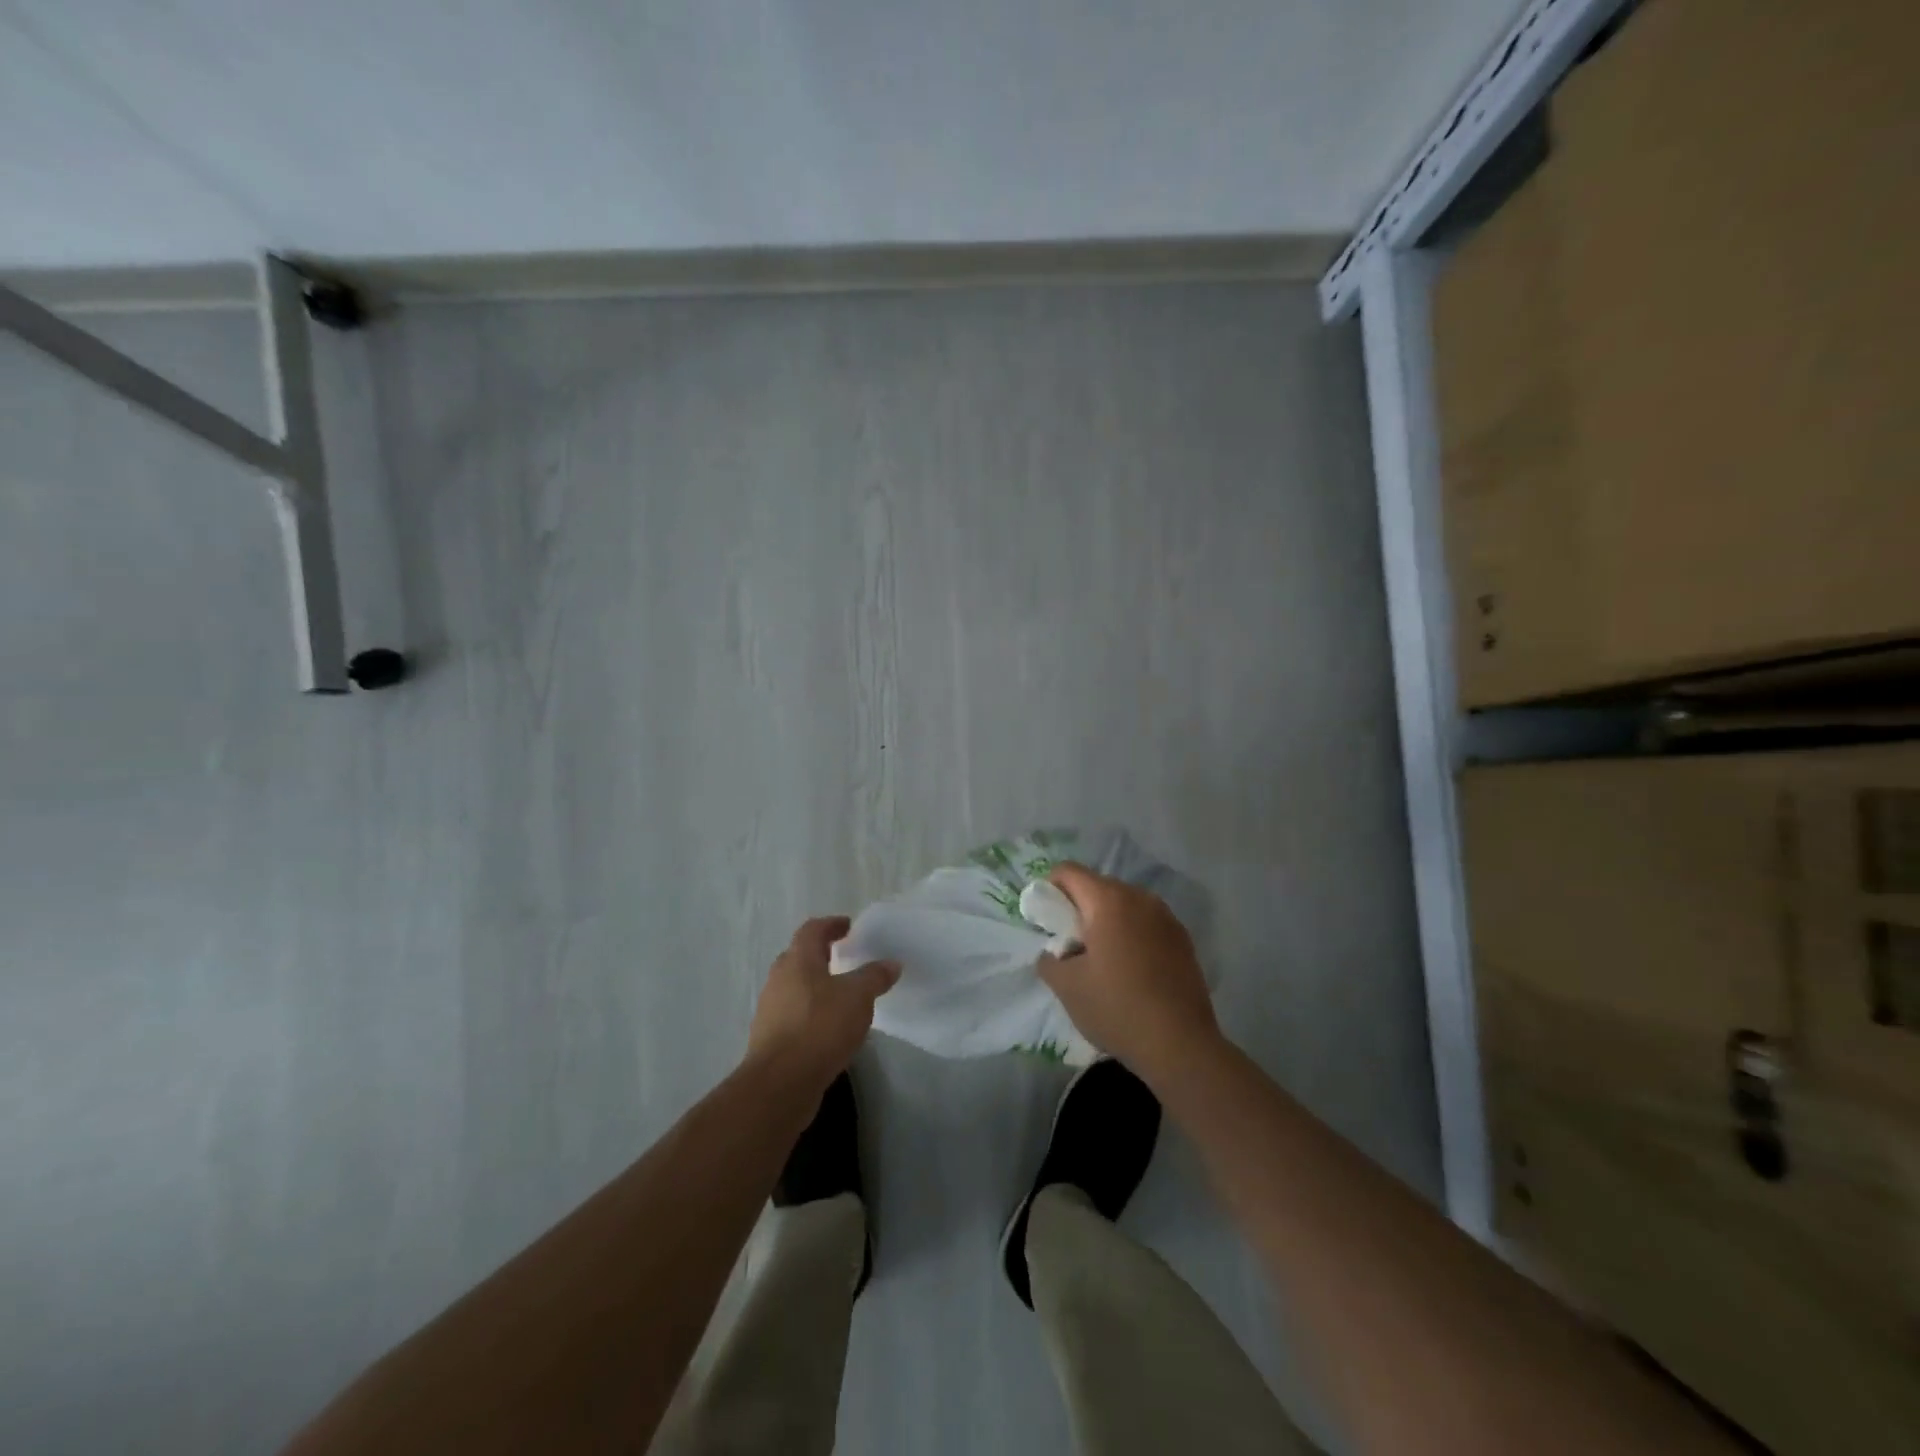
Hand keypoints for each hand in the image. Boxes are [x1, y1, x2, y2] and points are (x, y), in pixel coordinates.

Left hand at [748, 917, 899, 1092]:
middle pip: (799, 957)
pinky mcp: (770, 1038)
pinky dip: (810, 1012)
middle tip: (844, 958)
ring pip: (794, 987)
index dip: (831, 924)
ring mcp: (770, 1009)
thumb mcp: (857, 997)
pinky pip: (793, 1013)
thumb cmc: (820, 1027)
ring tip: (841, 995)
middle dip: (821, 954)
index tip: (848, 926)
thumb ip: (874, 977)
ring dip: (815, 985)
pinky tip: (828, 1027)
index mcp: (798, 960)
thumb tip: (891, 963)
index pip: (812, 930)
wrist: (780, 1083)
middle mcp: (779, 979)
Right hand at [1039, 864, 1223, 1087]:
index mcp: (1108, 900)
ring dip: (1108, 922)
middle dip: (1080, 909)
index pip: (1068, 872)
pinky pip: (1146, 923)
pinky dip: (1132, 935)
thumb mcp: (1066, 987)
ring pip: (1125, 905)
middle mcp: (1139, 898)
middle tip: (1072, 946)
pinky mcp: (1183, 938)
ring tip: (1104, 961)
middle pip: (1098, 886)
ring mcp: (1166, 917)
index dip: (1050, 890)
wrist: (1181, 1044)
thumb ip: (1048, 960)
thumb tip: (1054, 952)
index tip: (1048, 923)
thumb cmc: (1116, 1008)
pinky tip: (1132, 971)